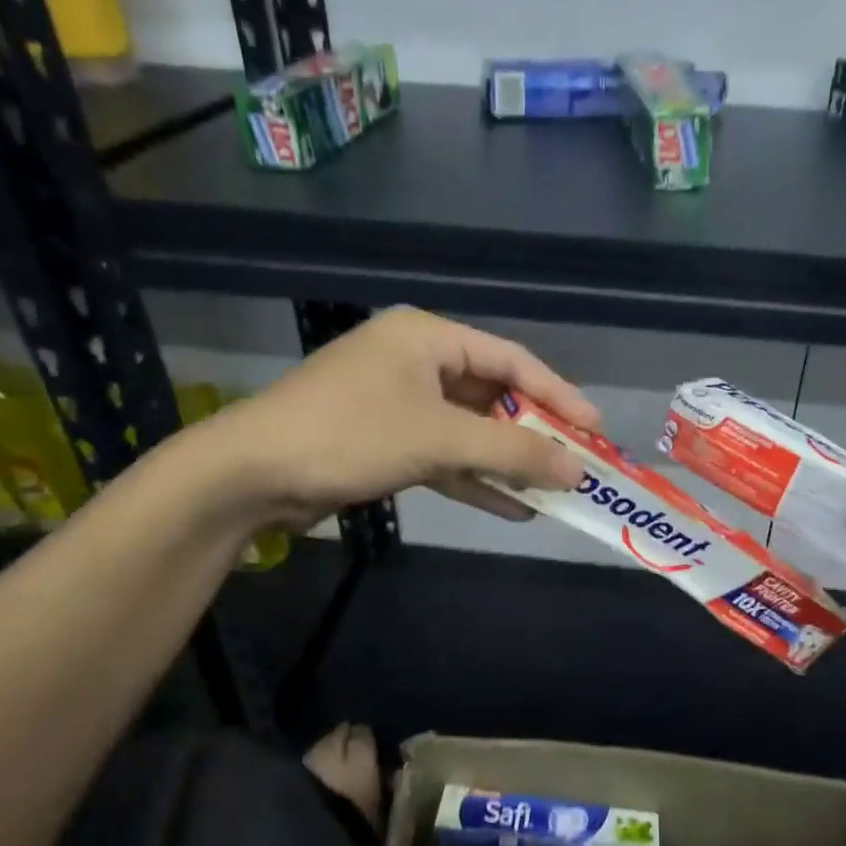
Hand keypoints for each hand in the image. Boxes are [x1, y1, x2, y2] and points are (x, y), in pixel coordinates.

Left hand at [195, 307, 599, 531]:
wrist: (249, 476)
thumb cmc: (350, 434)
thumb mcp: (439, 439)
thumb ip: (513, 450)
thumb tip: (577, 469)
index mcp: (428, 338)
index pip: (512, 361)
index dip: (558, 395)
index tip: (595, 430)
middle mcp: (416, 362)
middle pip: (492, 396)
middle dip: (534, 434)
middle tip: (579, 463)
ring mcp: (399, 403)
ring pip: (470, 431)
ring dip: (508, 461)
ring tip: (555, 490)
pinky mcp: (385, 441)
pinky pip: (444, 457)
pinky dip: (475, 480)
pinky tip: (514, 508)